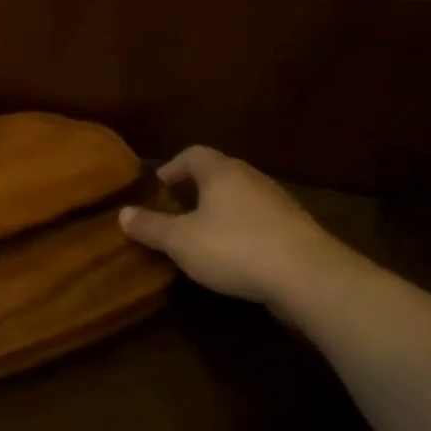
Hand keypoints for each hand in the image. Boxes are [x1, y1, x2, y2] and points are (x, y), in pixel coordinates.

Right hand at [119, 147, 353, 310]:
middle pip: (217, 174)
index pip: (192, 154)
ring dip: (218, 211)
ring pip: (239, 198)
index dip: (172, 168)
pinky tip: (231, 255)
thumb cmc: (234, 247)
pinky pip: (257, 221)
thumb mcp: (181, 241)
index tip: (157, 188)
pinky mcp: (294, 229)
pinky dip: (239, 230)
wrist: (308, 276)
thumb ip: (151, 227)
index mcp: (221, 172)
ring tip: (199, 235)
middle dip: (193, 190)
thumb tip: (122, 212)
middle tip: (173, 211)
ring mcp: (277, 203)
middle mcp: (250, 178)